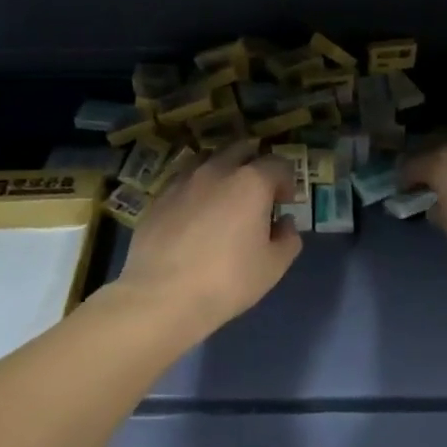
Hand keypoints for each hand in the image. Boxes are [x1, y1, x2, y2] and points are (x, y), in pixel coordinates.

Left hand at [115, 141, 301, 335]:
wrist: (162, 296)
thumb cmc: (227, 280)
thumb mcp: (273, 267)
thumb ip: (288, 239)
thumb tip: (284, 223)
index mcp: (251, 182)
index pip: (277, 163)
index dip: (286, 180)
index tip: (285, 202)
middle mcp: (216, 170)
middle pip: (241, 149)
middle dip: (254, 163)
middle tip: (257, 191)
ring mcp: (182, 181)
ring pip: (207, 159)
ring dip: (222, 171)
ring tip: (223, 197)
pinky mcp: (158, 198)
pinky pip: (183, 181)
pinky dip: (195, 189)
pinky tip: (194, 215)